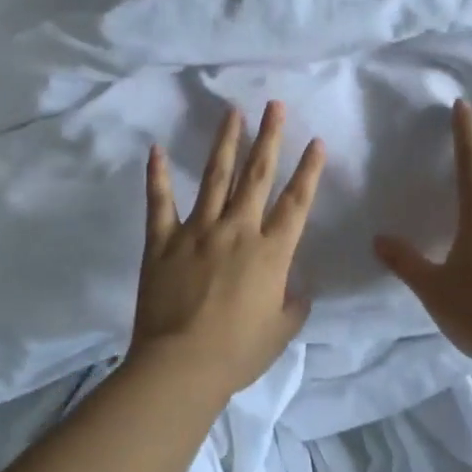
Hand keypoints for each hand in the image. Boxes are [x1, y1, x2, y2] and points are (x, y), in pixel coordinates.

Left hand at [132, 101, 325, 398]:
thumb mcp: (281, 333)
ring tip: (233, 112)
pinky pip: (159, 202)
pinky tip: (155, 149)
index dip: (309, 170)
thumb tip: (298, 289)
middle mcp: (238, 230)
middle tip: (275, 105)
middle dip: (270, 137)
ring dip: (225, 142)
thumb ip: (294, 306)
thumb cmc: (237, 353)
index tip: (316, 142)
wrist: (181, 366)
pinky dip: (156, 175)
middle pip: (257, 176)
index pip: (296, 202)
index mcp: (271, 252)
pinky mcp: (162, 241)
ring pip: (215, 177)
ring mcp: (197, 231)